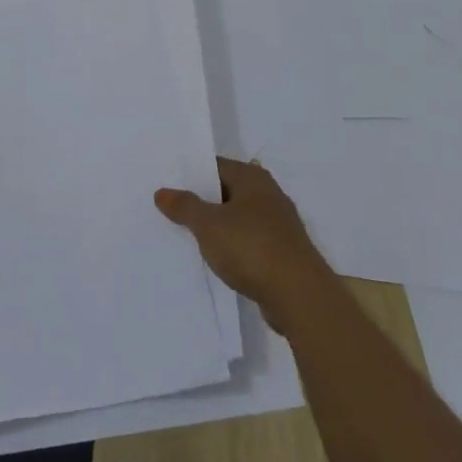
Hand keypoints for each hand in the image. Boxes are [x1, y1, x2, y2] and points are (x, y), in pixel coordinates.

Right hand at [155, 157, 335, 333]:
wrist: (299, 296)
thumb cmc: (252, 248)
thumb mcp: (209, 225)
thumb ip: (185, 206)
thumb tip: (162, 192)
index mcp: (252, 177)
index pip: (214, 166)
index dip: (190, 175)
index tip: (166, 185)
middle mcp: (268, 193)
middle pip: (226, 191)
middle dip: (201, 201)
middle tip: (169, 210)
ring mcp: (278, 224)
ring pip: (238, 218)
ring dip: (217, 227)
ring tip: (187, 237)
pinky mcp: (282, 252)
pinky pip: (248, 241)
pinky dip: (232, 247)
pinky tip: (215, 260)